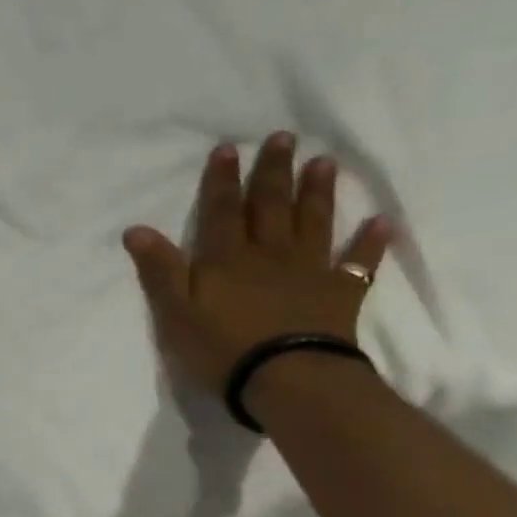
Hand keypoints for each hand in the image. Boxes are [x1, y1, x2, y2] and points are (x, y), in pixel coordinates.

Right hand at [121, 132, 391, 397]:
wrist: (287, 379)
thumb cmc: (222, 347)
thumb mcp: (174, 311)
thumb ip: (159, 269)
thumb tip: (135, 229)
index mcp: (226, 259)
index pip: (221, 211)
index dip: (221, 181)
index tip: (227, 148)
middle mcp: (268, 255)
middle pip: (269, 206)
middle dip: (273, 172)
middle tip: (284, 137)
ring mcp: (308, 272)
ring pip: (312, 224)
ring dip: (317, 192)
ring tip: (324, 162)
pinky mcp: (339, 296)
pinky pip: (357, 264)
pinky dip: (369, 244)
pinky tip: (381, 223)